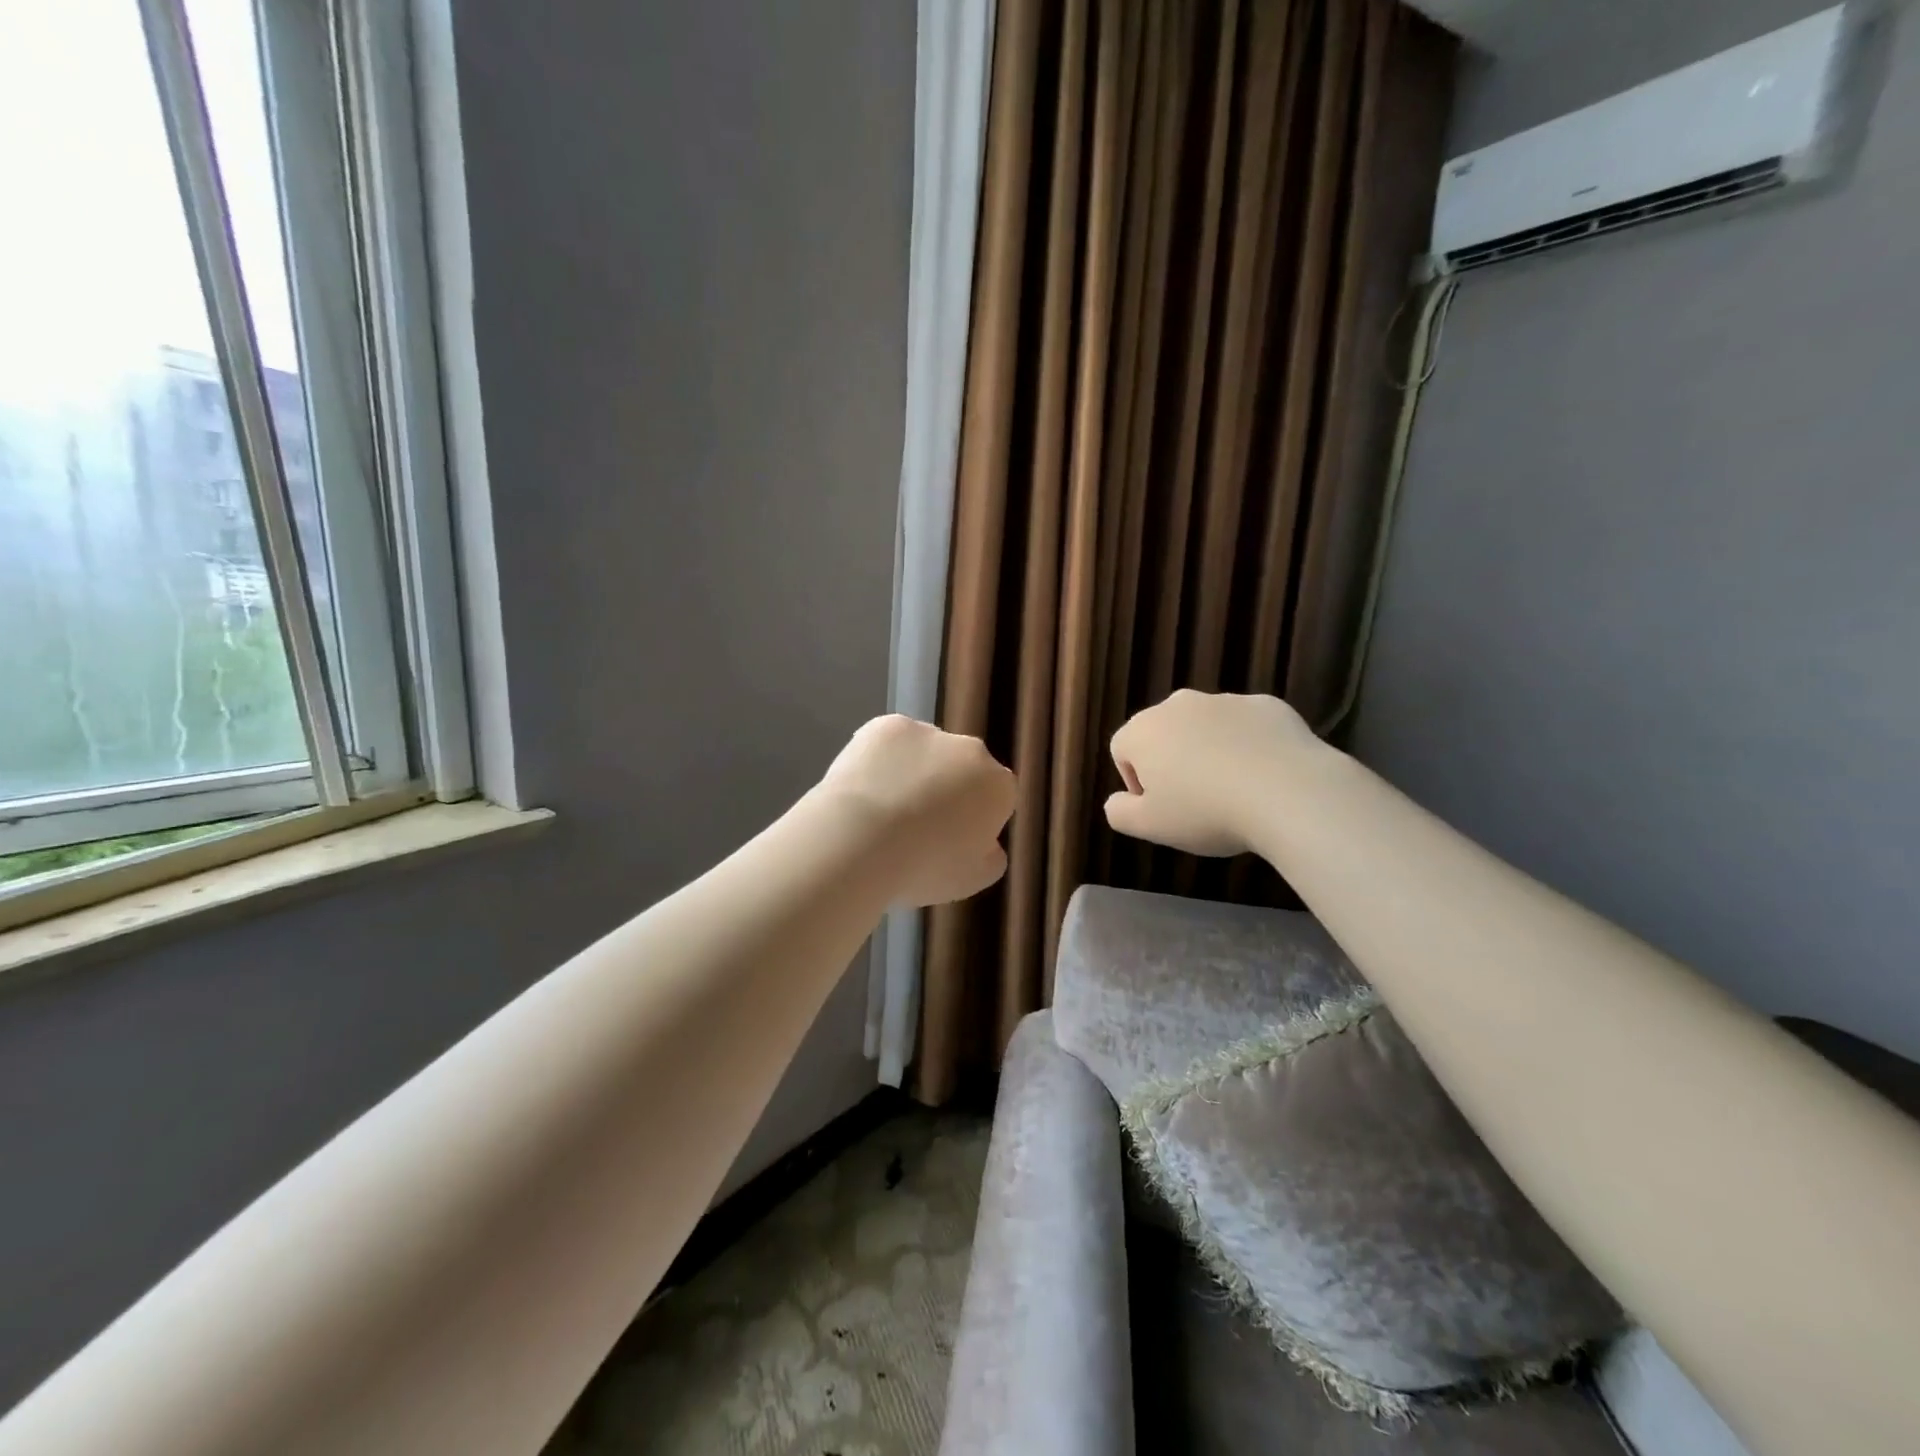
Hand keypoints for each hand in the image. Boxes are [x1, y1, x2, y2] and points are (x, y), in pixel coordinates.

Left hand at [819, 715, 1016, 906]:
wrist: (859, 840)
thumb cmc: (923, 867)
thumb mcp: (973, 880)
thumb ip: (990, 856)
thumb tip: (986, 842)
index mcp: (998, 786)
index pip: (996, 798)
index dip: (975, 821)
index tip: (951, 842)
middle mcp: (971, 750)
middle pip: (963, 770)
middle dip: (947, 790)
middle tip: (917, 825)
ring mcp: (928, 732)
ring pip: (926, 752)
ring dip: (914, 772)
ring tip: (882, 810)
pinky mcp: (887, 725)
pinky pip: (890, 744)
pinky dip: (880, 761)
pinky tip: (862, 790)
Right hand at [1104, 689, 1321, 856]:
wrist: (1288, 793)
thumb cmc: (1205, 812)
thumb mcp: (1148, 827)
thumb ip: (1119, 812)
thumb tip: (1116, 801)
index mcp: (1143, 731)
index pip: (1122, 751)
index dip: (1136, 783)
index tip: (1161, 809)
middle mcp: (1179, 705)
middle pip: (1164, 734)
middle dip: (1172, 762)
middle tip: (1194, 801)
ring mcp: (1226, 700)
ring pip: (1206, 727)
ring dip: (1210, 752)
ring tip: (1234, 790)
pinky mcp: (1267, 705)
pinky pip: (1247, 727)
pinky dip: (1249, 746)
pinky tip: (1265, 776)